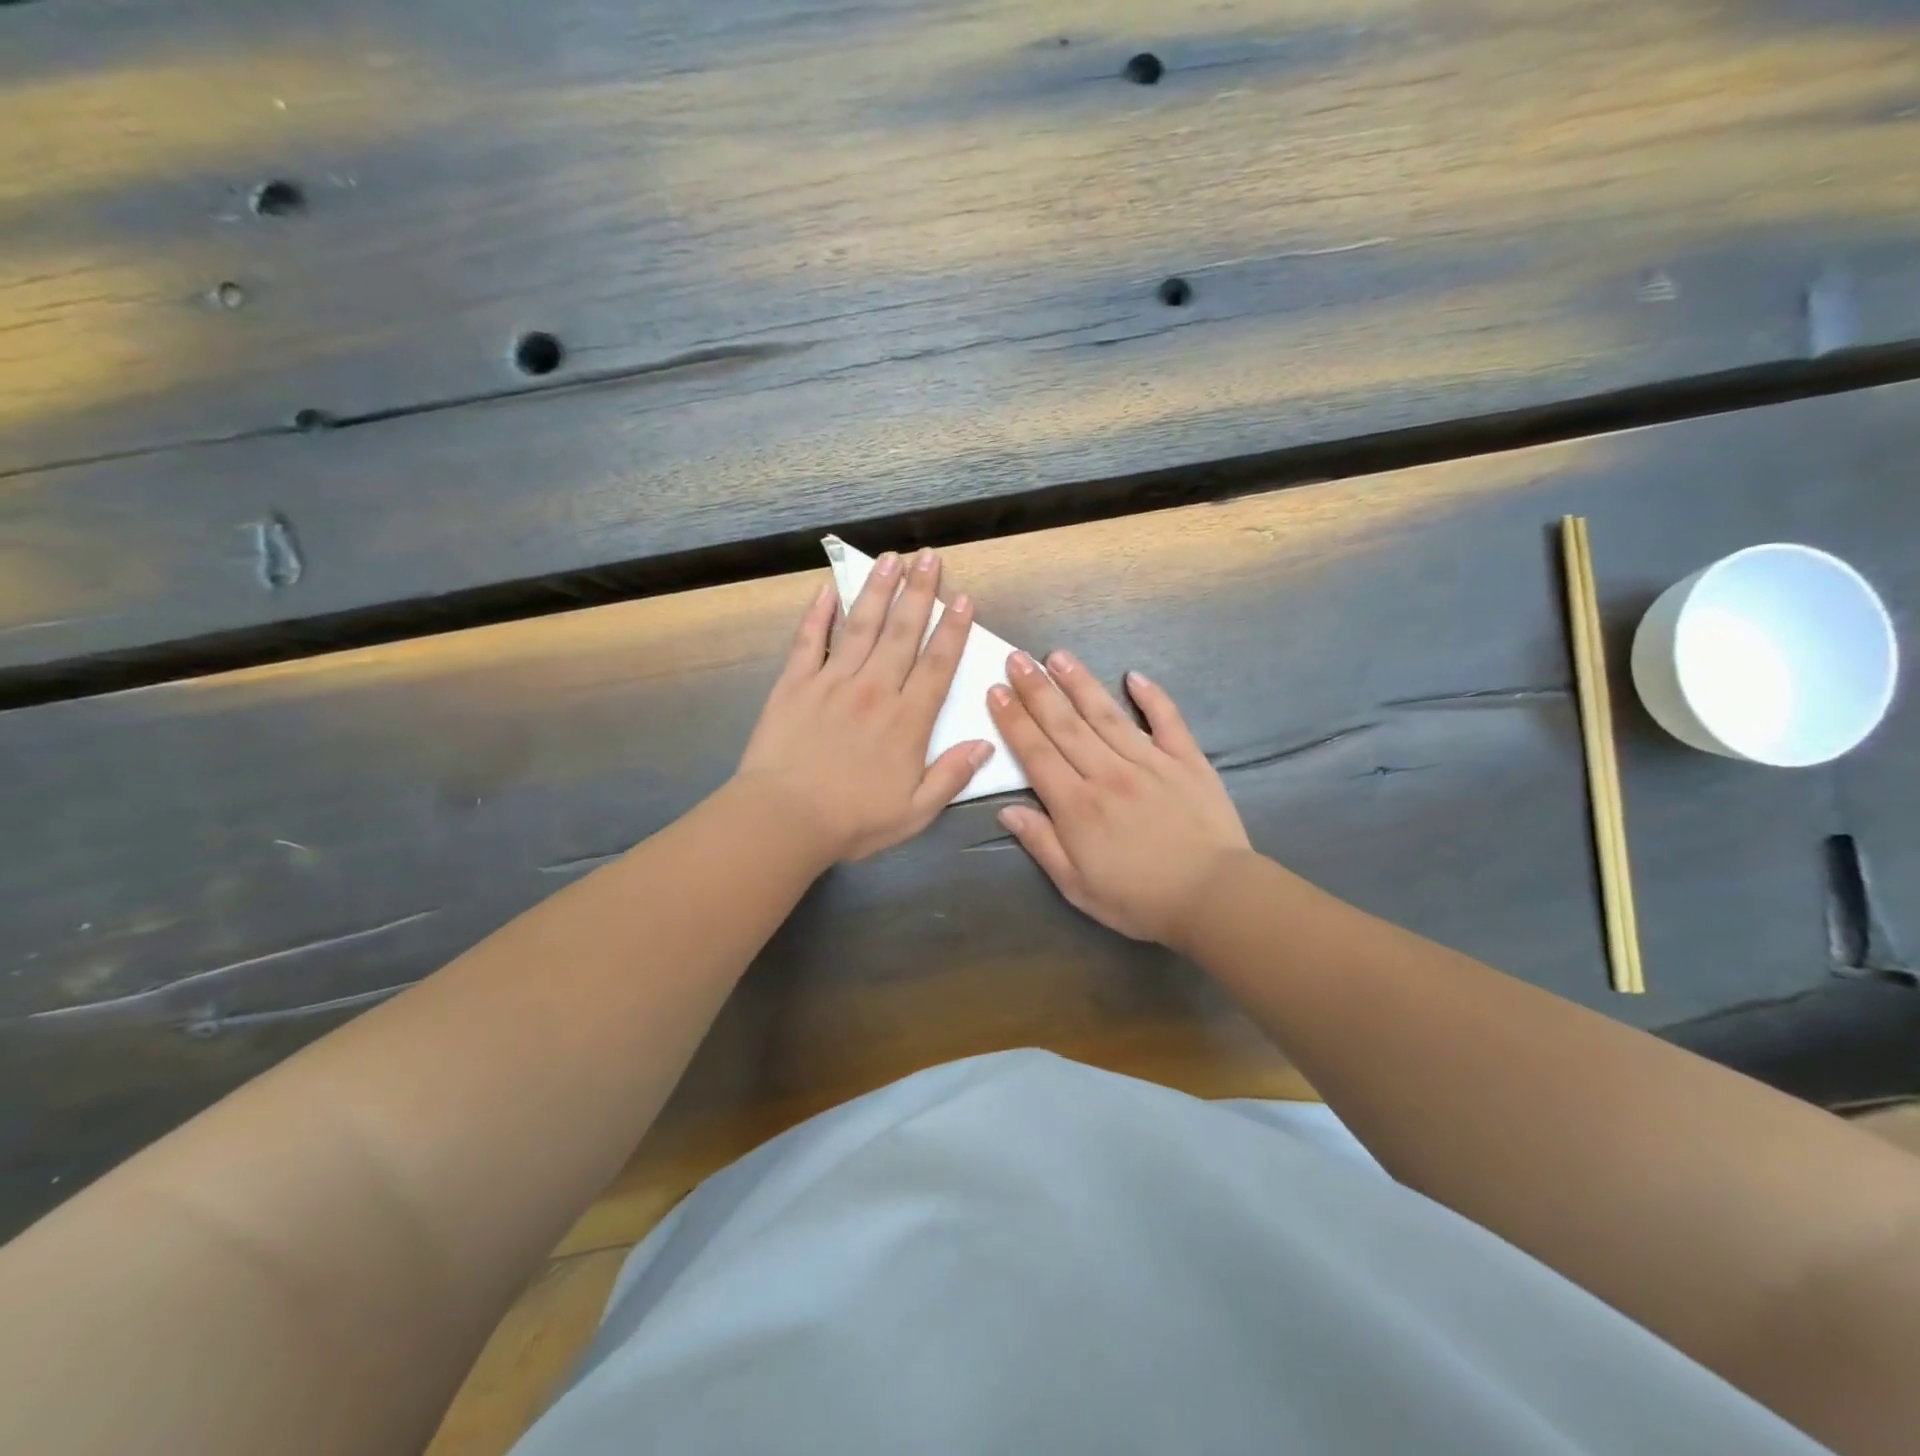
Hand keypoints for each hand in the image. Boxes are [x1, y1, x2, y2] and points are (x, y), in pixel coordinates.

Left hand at [735, 548, 992, 863]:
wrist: (784, 820)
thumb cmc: (853, 821)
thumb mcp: (916, 812)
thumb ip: (952, 775)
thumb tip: (986, 743)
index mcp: (907, 720)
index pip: (937, 664)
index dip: (953, 629)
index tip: (963, 598)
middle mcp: (874, 690)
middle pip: (902, 632)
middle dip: (919, 592)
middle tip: (929, 558)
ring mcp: (832, 682)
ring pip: (860, 626)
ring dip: (877, 590)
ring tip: (890, 558)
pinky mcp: (795, 684)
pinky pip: (809, 641)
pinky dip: (818, 614)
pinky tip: (826, 590)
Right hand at [988, 651, 1250, 945]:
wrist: (1213, 897)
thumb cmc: (1138, 900)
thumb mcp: (1076, 886)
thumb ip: (1041, 844)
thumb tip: (1007, 810)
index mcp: (1077, 805)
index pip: (1036, 753)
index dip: (1013, 720)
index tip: (996, 690)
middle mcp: (1108, 773)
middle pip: (1065, 725)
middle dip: (1037, 690)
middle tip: (1016, 659)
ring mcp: (1150, 762)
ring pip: (1107, 714)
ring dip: (1080, 683)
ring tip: (1058, 656)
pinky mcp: (1187, 761)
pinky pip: (1167, 721)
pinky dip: (1152, 697)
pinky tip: (1134, 676)